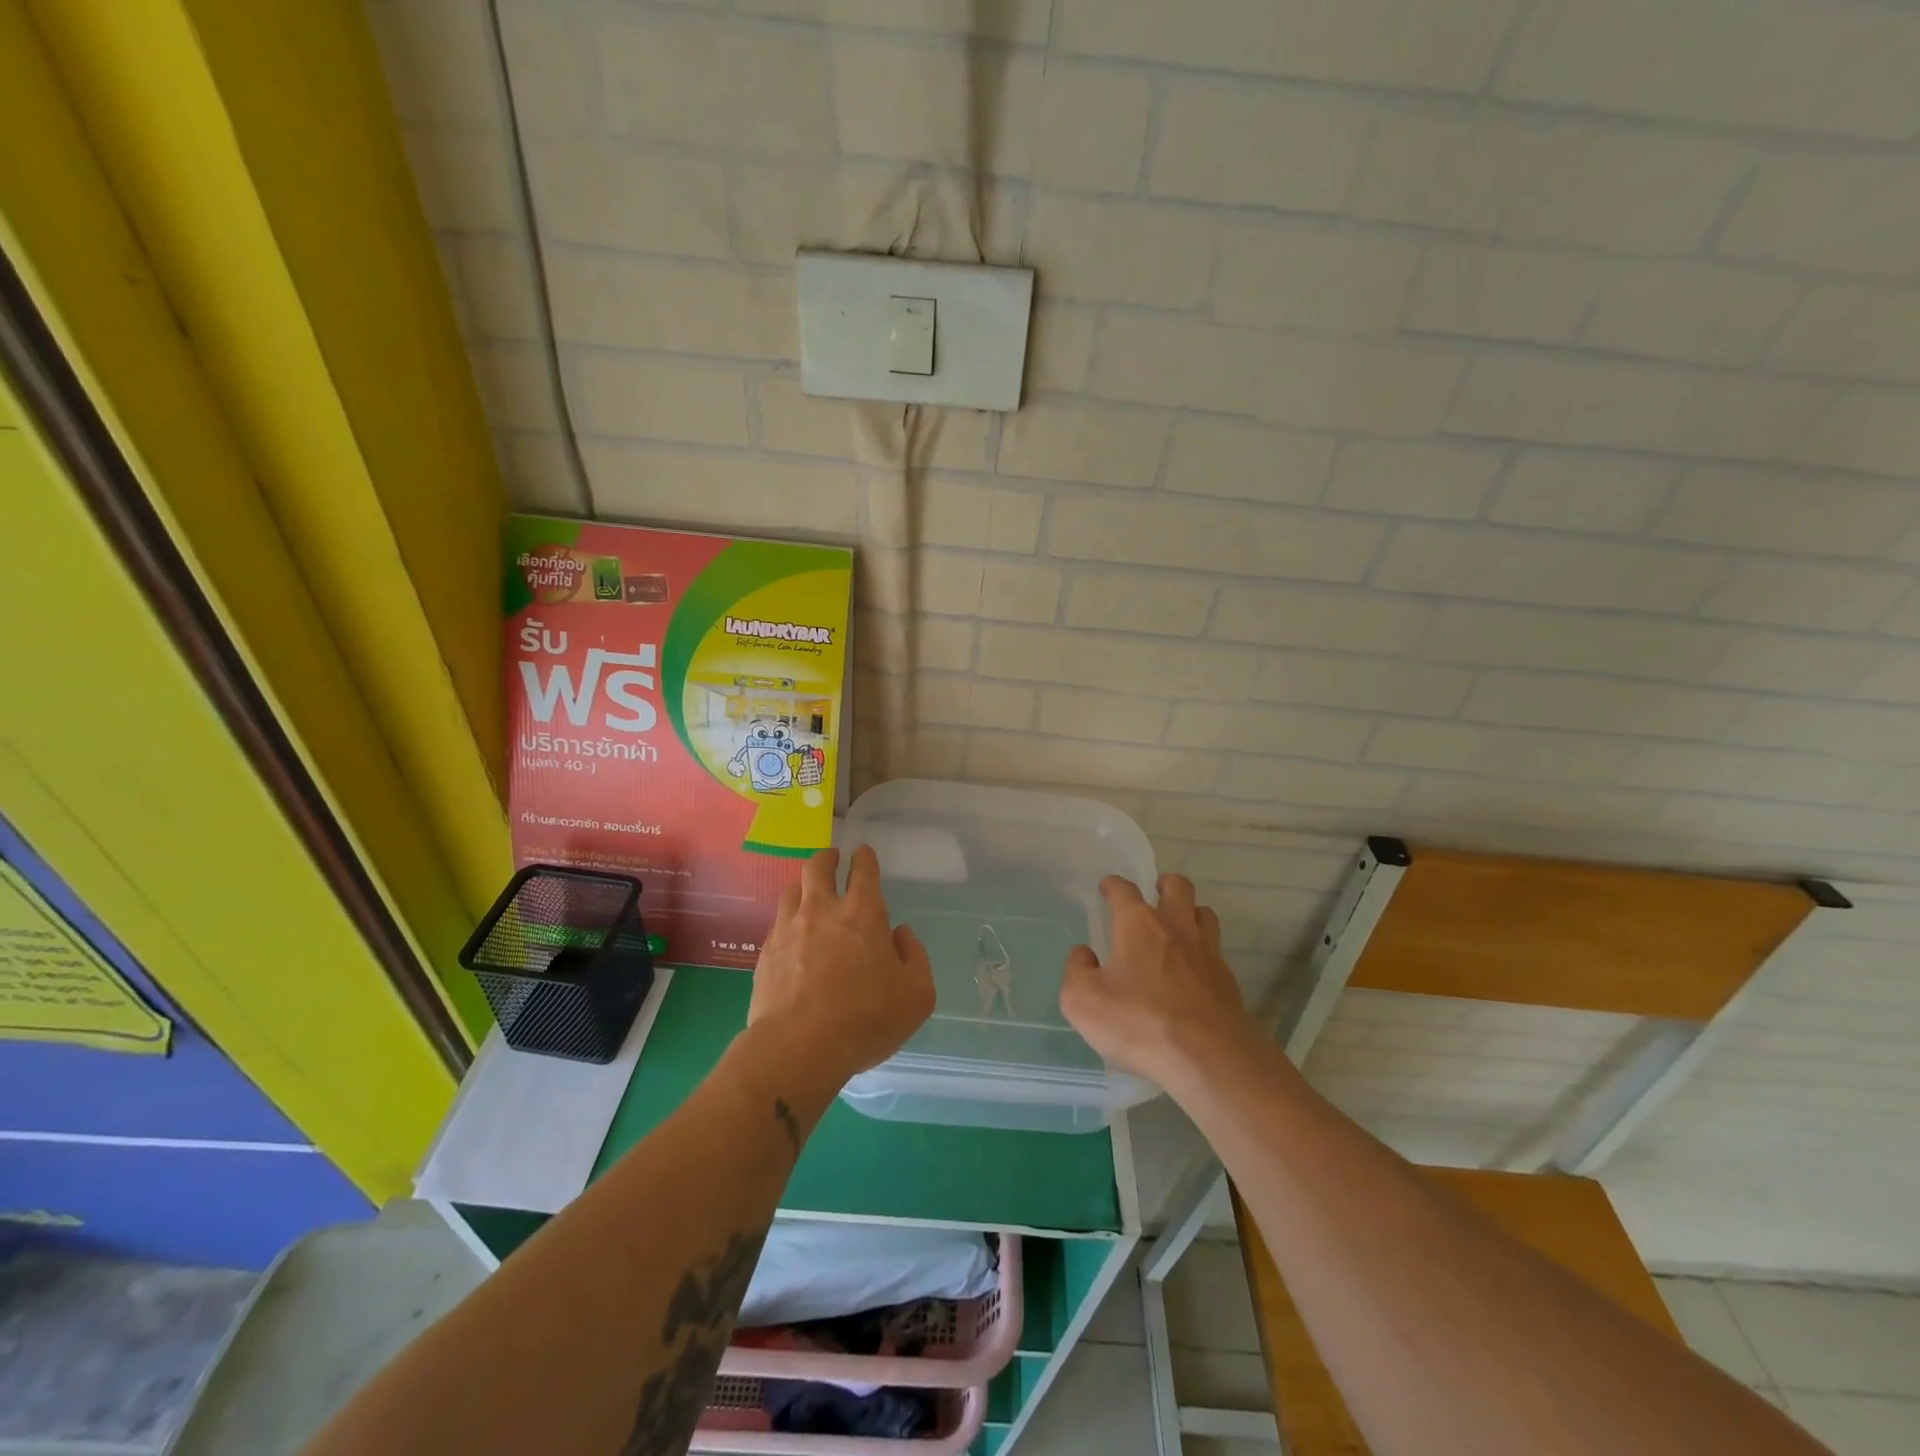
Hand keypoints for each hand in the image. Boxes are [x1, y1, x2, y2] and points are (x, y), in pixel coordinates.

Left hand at [748, 846, 935, 1088]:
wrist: (798, 1047)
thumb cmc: (866, 1018)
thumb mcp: (917, 994)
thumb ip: (915, 957)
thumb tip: (900, 935)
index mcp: (863, 913)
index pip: (863, 870)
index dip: (865, 857)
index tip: (863, 853)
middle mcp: (822, 911)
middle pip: (818, 867)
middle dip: (827, 858)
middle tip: (833, 860)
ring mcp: (788, 929)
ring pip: (791, 890)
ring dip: (803, 886)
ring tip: (809, 894)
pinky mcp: (765, 954)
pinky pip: (776, 923)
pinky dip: (787, 921)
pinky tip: (792, 936)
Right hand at [1060, 873, 1251, 1086]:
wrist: (1209, 1059)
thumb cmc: (1139, 1023)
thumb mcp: (1083, 1002)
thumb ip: (1077, 971)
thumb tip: (1085, 954)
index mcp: (1138, 925)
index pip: (1124, 890)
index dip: (1113, 885)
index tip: (1107, 888)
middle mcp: (1176, 927)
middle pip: (1178, 887)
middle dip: (1165, 885)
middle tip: (1154, 895)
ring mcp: (1207, 952)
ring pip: (1204, 914)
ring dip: (1190, 913)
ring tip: (1178, 928)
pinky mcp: (1227, 980)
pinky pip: (1215, 951)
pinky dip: (1203, 952)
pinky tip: (1193, 971)